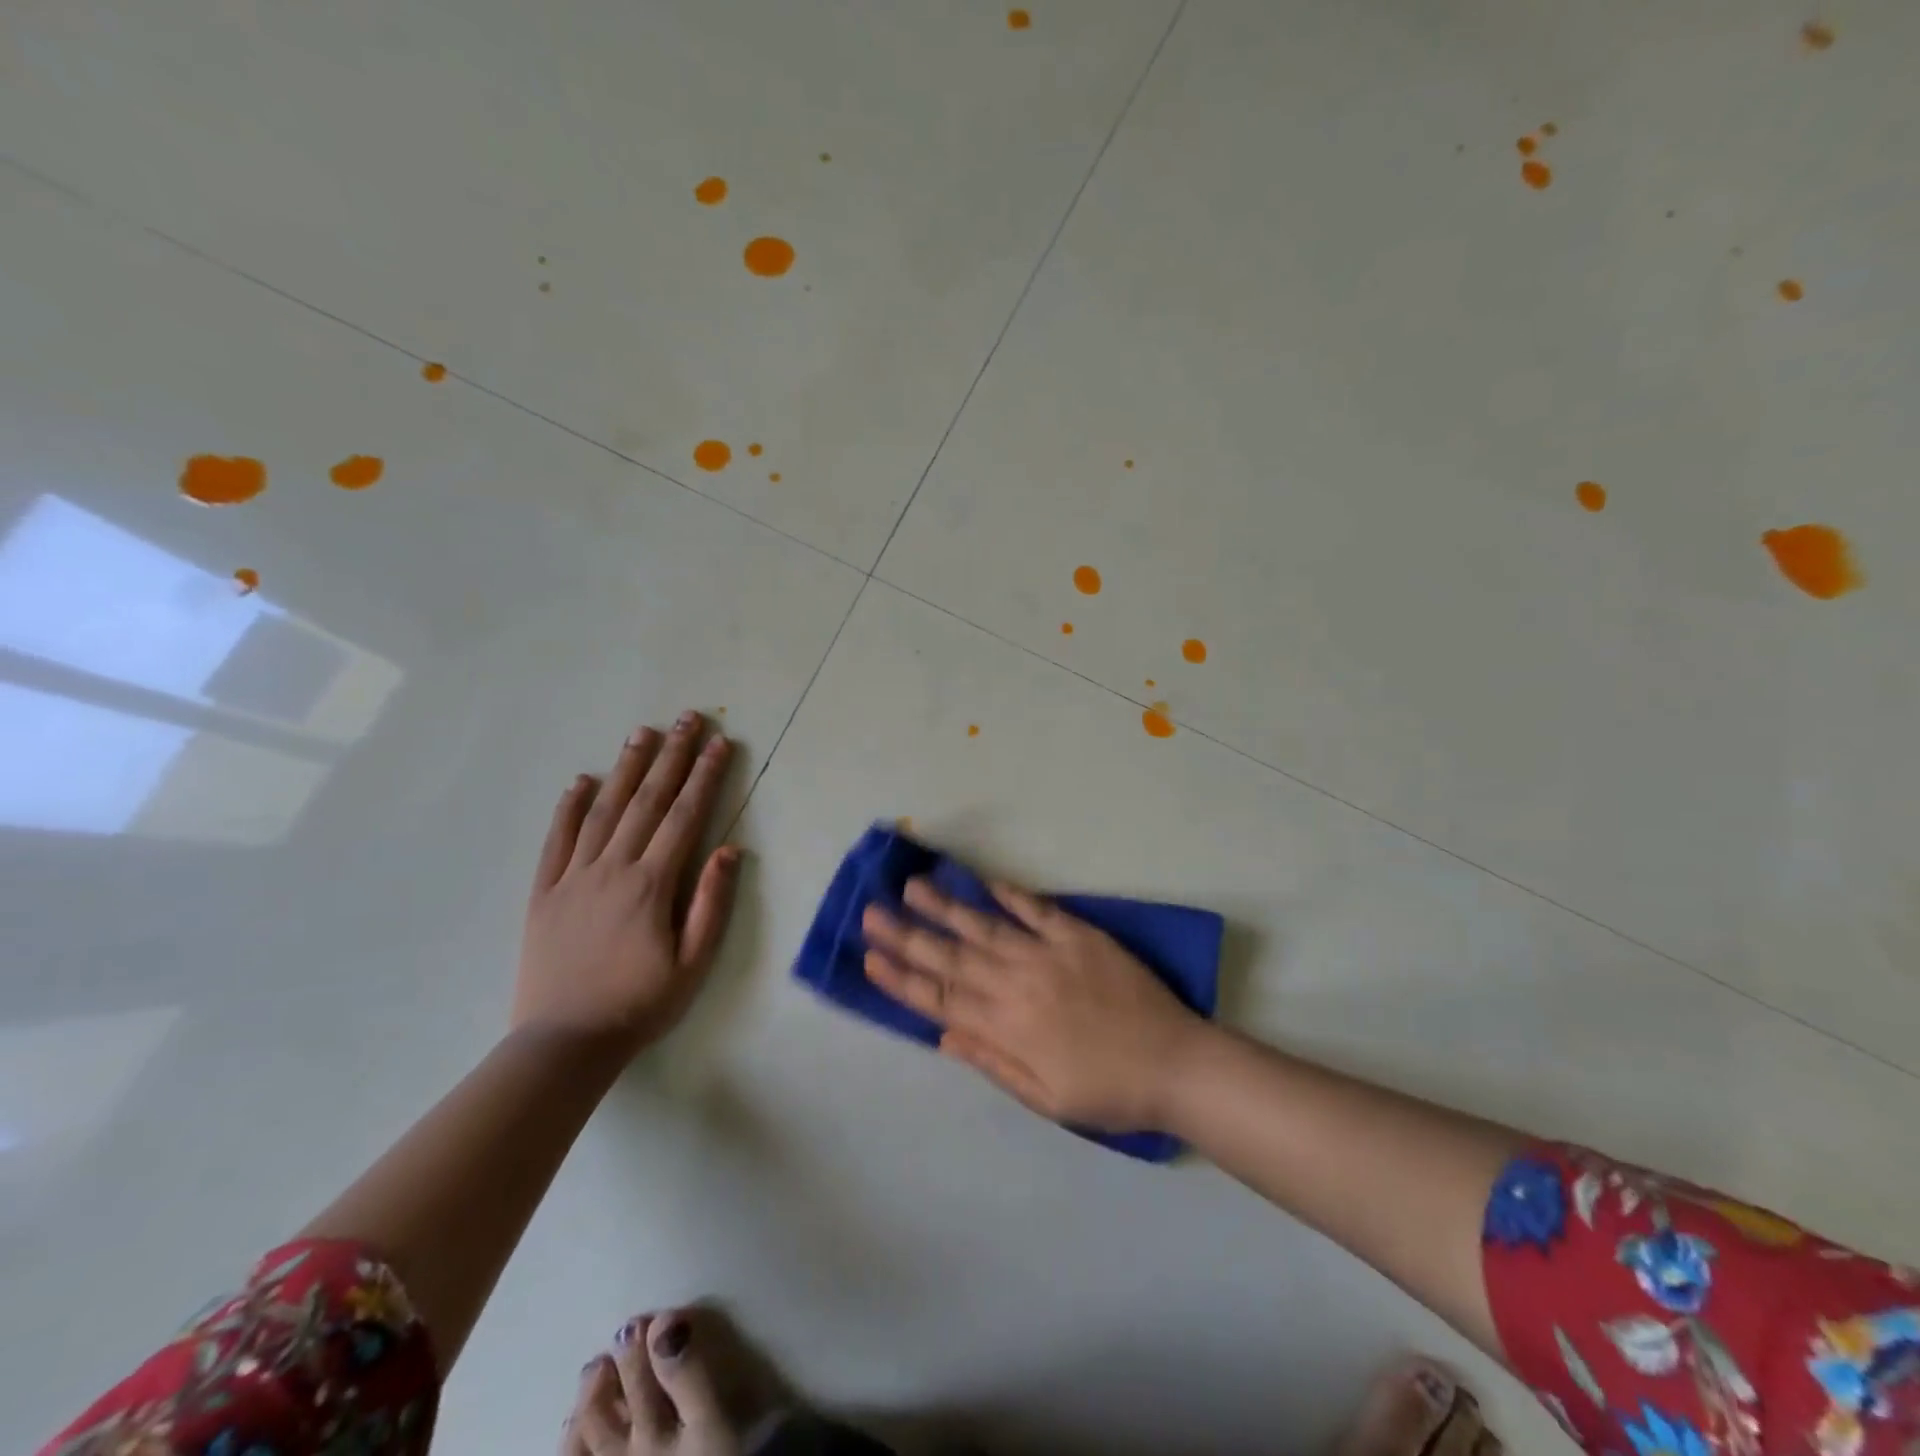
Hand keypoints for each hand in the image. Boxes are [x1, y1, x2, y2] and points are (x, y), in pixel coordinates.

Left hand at [514, 710, 739, 1056]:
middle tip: (687, 718)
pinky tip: (581, 781)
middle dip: (671, 756)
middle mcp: (613, 868)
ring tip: (642, 733)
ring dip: (625, 768)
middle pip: (647, 801)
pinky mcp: (544, 892)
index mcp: (652, 884)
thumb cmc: (640, 1004)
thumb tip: (729, 849)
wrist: (564, 1043)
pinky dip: (568, 808)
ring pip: (603, 810)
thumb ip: (712, 904)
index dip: (705, 776)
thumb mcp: (694, 964)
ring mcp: (573, 877)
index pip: (685, 816)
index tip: (719, 743)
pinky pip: (556, 840)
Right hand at [862, 877, 1207, 1129]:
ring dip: (947, 907)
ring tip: (913, 886)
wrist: (1176, 1064)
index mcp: (1007, 1027)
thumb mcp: (1046, 1098)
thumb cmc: (1109, 1091)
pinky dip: (1011, 896)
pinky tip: (986, 883)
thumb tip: (944, 1034)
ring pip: (986, 927)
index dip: (901, 979)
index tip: (869, 957)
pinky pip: (1038, 911)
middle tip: (871, 912)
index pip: (940, 999)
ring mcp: (1049, 955)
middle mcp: (1019, 985)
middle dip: (907, 936)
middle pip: (952, 957)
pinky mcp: (1080, 936)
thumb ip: (993, 1062)